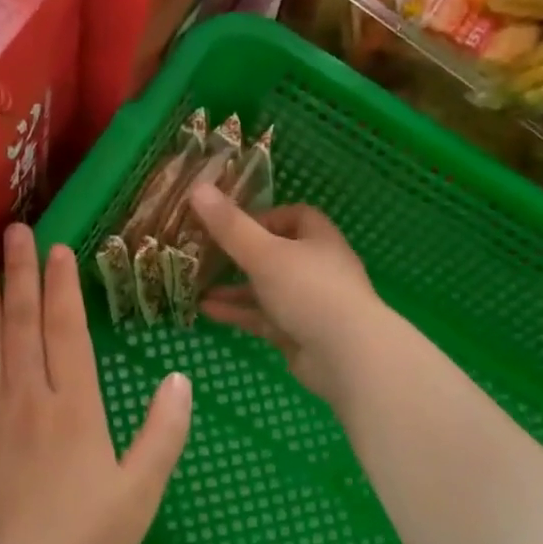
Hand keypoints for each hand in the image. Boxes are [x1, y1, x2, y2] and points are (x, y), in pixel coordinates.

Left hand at [0, 223, 192, 543]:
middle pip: (20, 320)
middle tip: (14, 230)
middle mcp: (26, 396)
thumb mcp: (141, 492)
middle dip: (18, 271)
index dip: (61, 285)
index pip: (66, 328)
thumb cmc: (82, 543)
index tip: (57, 249)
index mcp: (75, 406)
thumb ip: (163, 432)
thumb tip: (180, 378)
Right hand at [188, 186, 383, 401]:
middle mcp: (316, 268)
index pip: (294, 216)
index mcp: (319, 239)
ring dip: (234, 287)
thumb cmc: (309, 291)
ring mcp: (308, 303)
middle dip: (241, 254)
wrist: (346, 355)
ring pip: (266, 289)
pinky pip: (263, 318)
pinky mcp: (298, 333)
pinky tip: (207, 310)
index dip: (263, 216)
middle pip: (276, 253)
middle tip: (205, 253)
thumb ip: (230, 226)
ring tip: (197, 284)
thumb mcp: (264, 253)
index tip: (230, 223)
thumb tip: (197, 188)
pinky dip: (238, 313)